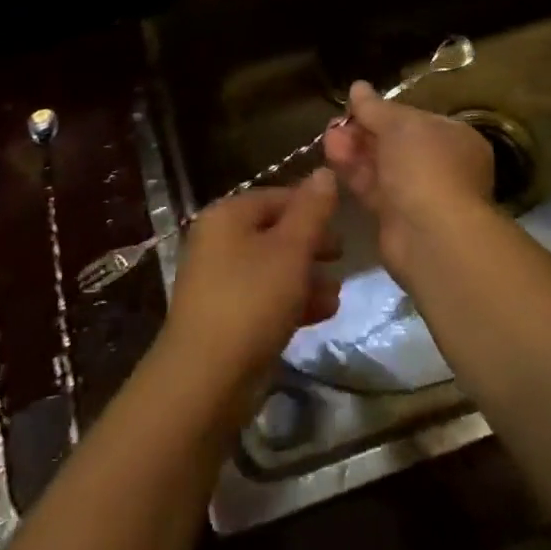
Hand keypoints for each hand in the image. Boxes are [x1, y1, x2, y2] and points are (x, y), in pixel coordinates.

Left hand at [161, 170, 342, 396]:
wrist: (205, 378)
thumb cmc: (251, 300)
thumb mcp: (290, 250)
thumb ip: (311, 211)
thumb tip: (324, 171)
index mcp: (227, 216)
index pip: (277, 196)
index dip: (312, 206)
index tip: (345, 222)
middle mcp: (218, 241)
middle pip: (274, 232)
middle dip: (312, 244)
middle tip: (343, 256)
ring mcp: (218, 281)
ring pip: (272, 267)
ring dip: (307, 276)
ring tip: (337, 292)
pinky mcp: (225, 317)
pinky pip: (264, 298)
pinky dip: (292, 300)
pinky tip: (322, 313)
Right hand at [323, 82, 494, 280]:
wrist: (431, 235)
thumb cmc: (426, 166)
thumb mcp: (400, 125)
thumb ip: (376, 107)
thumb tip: (357, 86)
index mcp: (455, 139)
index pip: (415, 119)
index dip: (384, 111)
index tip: (355, 106)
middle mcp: (441, 166)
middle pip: (395, 143)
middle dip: (363, 131)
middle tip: (334, 124)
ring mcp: (419, 194)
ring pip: (381, 167)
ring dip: (354, 151)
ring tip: (327, 138)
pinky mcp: (397, 219)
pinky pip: (373, 190)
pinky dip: (354, 174)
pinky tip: (331, 160)